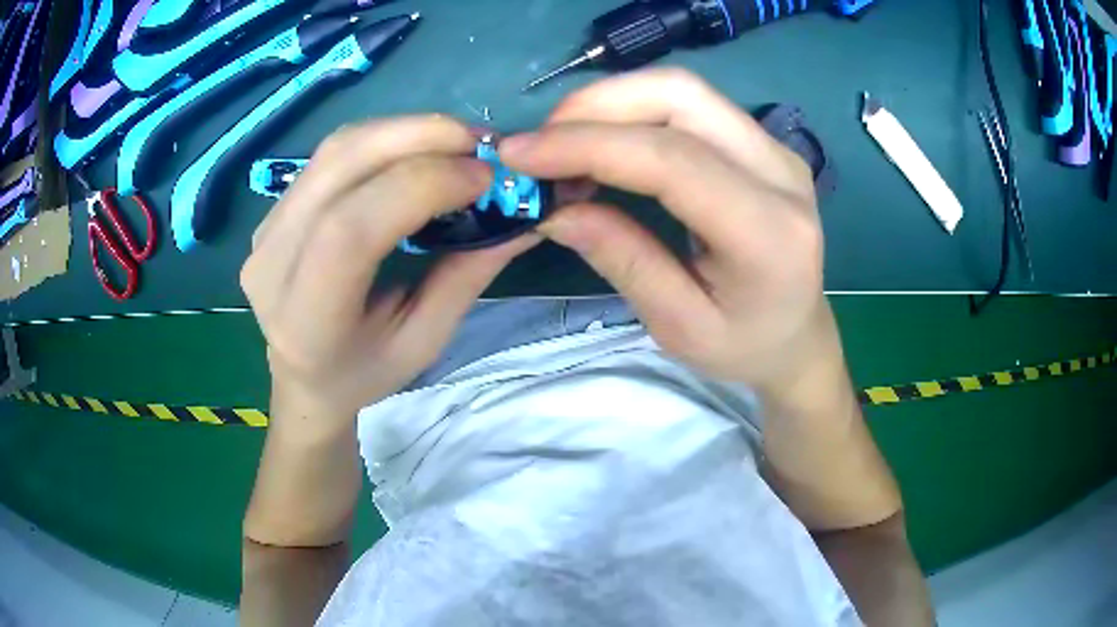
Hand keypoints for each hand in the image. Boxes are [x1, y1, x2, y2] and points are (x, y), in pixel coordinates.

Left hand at [242, 115, 536, 422]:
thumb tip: (524, 218)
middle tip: (480, 142)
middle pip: (340, 168)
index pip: (350, 230)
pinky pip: (332, 153)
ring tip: (457, 141)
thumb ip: (466, 277)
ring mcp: (266, 229)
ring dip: (405, 130)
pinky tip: (419, 148)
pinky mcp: (274, 208)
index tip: (484, 178)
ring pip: (337, 149)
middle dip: (419, 137)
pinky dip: (385, 138)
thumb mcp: (424, 341)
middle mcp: (271, 263)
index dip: (420, 186)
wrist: (305, 375)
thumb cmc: (365, 371)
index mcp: (305, 319)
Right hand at [501, 68, 834, 395]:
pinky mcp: (761, 142)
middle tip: (540, 145)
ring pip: (682, 90)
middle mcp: (781, 173)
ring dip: (610, 104)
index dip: (588, 145)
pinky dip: (633, 112)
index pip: (672, 160)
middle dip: (595, 106)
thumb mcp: (679, 326)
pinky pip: (690, 105)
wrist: (799, 335)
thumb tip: (553, 208)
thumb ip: (623, 260)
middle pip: (680, 97)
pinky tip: (603, 142)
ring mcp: (775, 149)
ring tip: (563, 145)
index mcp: (769, 233)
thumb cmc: (745, 346)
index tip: (519, 155)